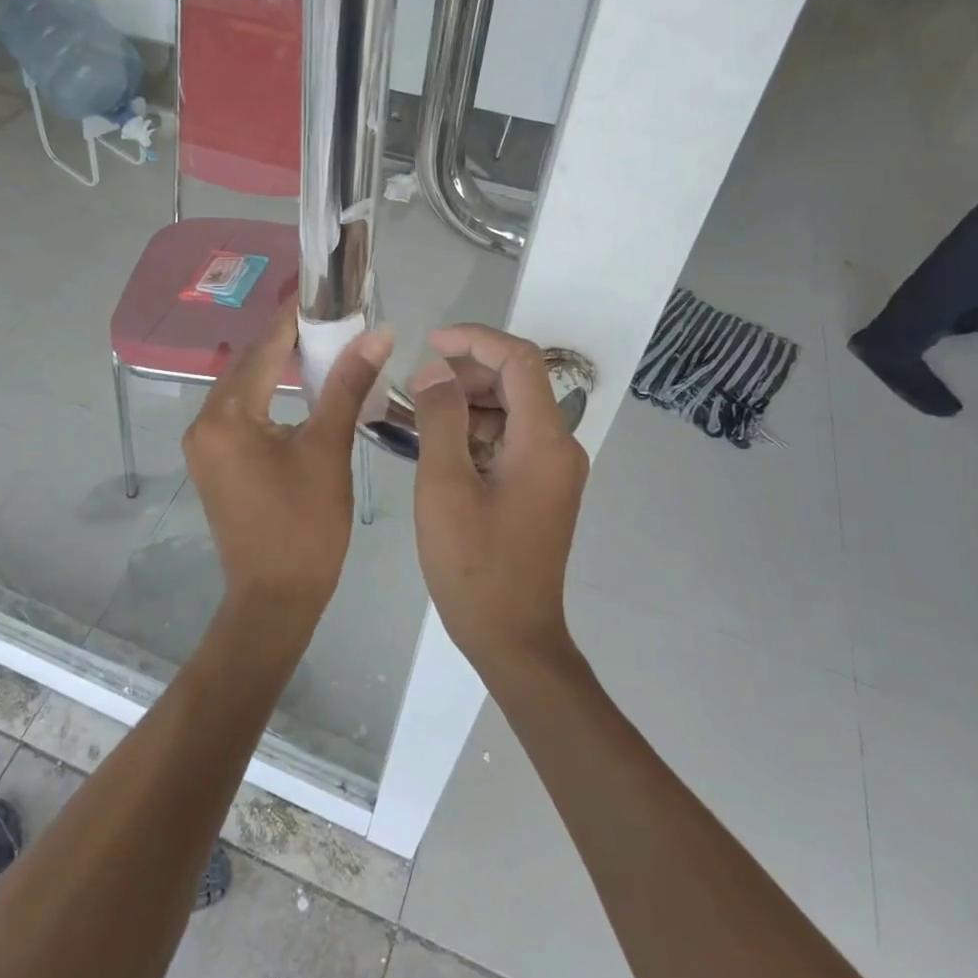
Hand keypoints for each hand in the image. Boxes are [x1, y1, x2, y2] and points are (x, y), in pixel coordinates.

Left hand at [183, 304, 393, 619]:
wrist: (275, 597)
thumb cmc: (305, 526)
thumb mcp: (329, 449)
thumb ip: (347, 385)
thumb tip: (377, 334)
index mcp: (227, 416)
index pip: (263, 348)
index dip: (295, 317)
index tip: (324, 291)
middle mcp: (204, 422)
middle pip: (248, 364)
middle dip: (288, 340)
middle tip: (332, 320)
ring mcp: (204, 444)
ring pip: (243, 388)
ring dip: (277, 367)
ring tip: (323, 347)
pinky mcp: (213, 461)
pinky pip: (240, 412)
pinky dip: (268, 395)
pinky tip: (298, 388)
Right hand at [409, 324, 589, 674]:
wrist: (512, 637)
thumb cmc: (474, 564)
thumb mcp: (445, 485)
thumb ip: (440, 419)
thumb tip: (434, 373)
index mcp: (544, 441)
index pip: (520, 360)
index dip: (475, 340)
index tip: (430, 342)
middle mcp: (559, 447)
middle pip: (518, 383)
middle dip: (467, 373)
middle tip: (417, 386)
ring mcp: (553, 470)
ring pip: (511, 411)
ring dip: (467, 403)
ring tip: (418, 414)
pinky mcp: (541, 488)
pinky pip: (510, 440)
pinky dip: (475, 431)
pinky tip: (438, 445)